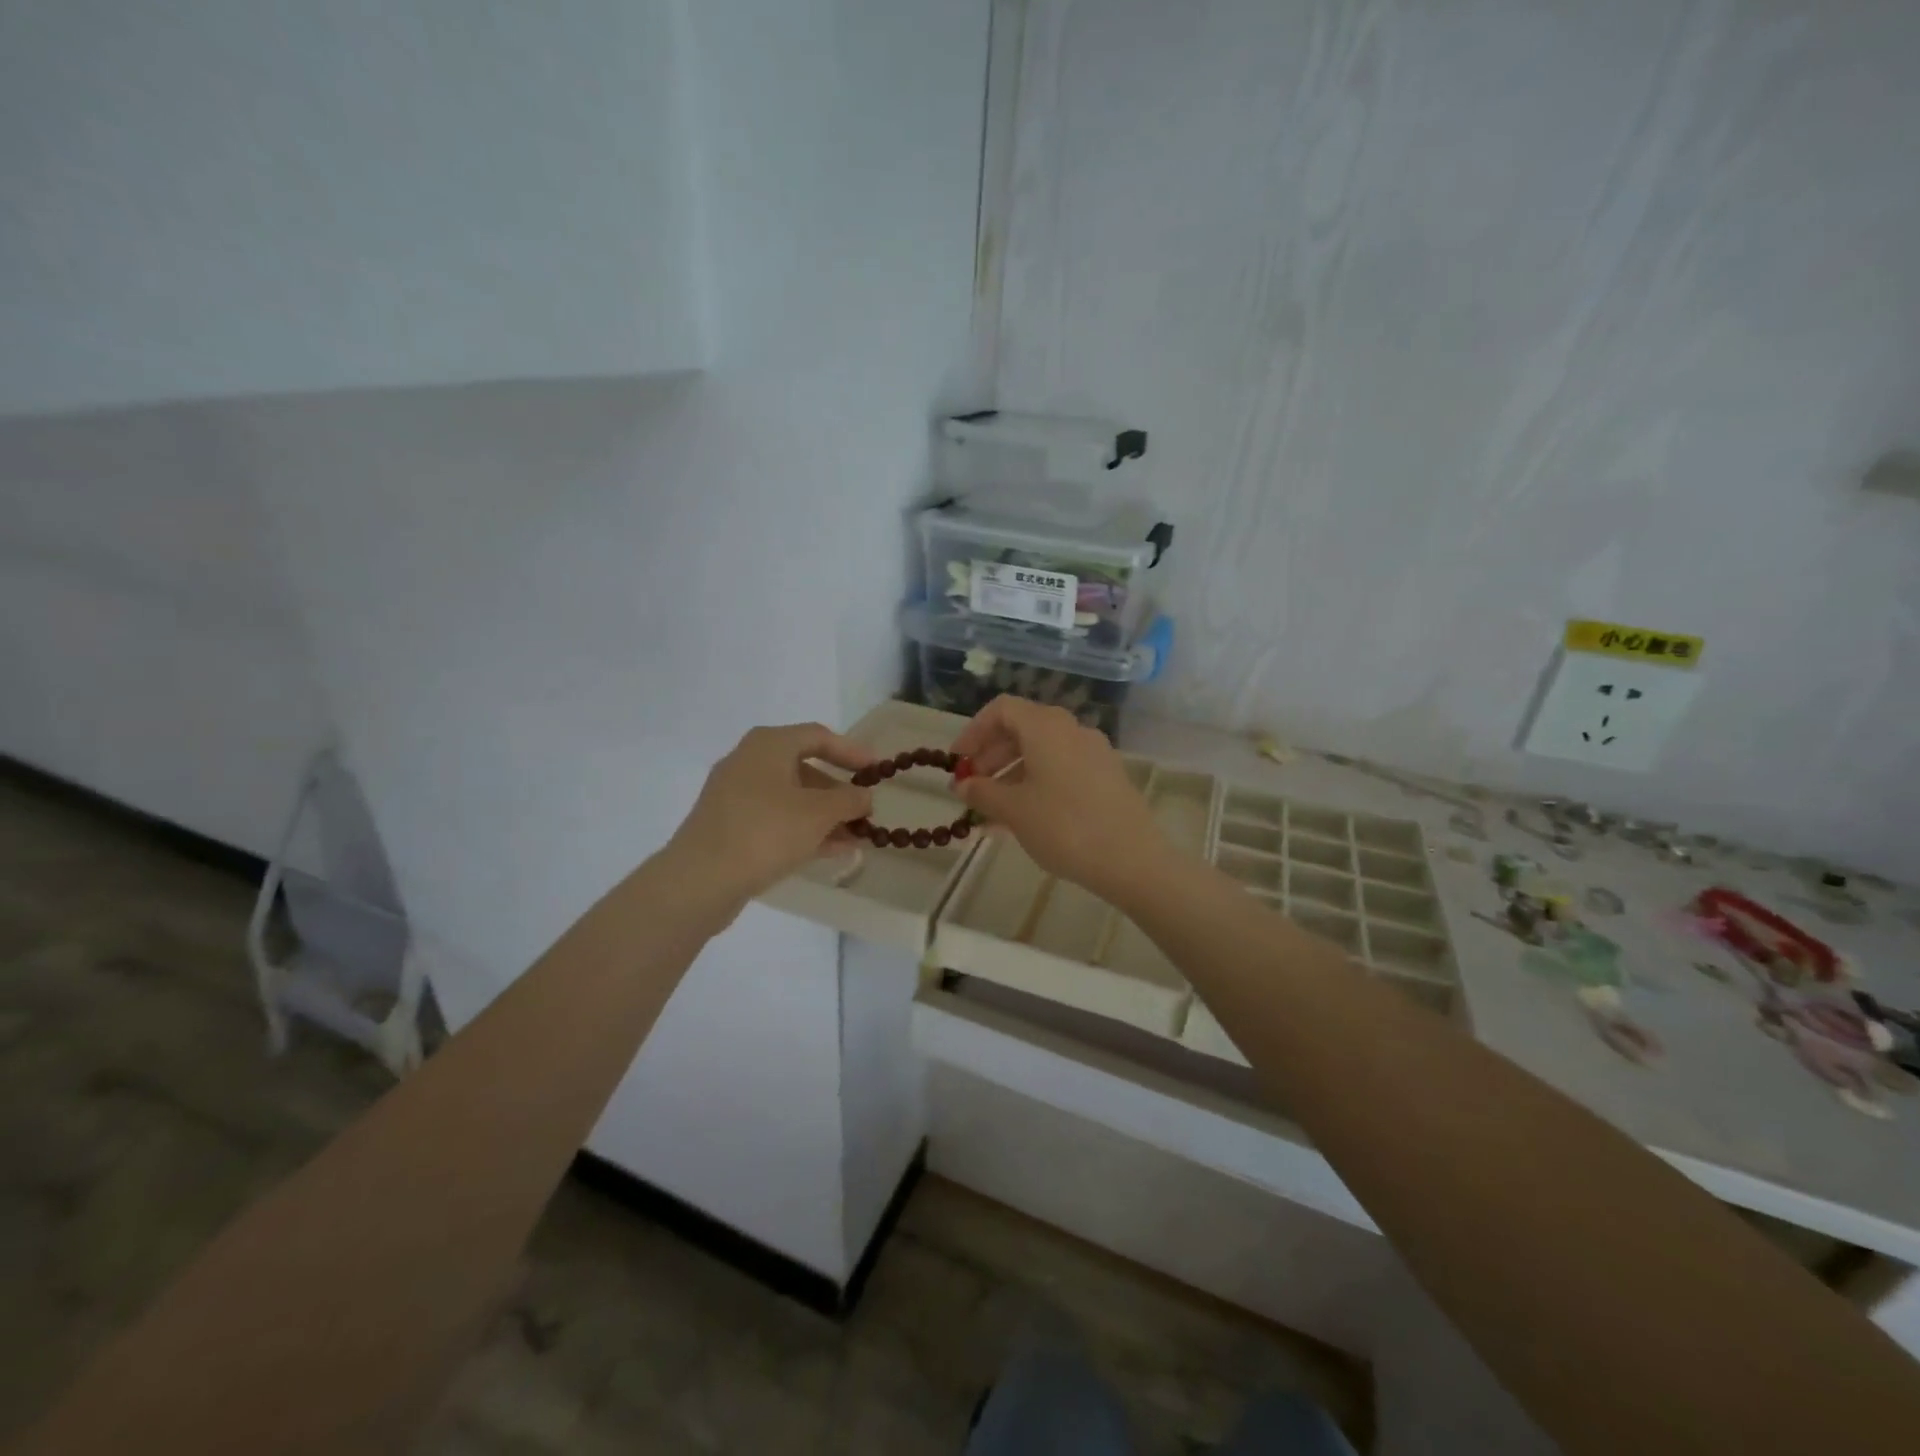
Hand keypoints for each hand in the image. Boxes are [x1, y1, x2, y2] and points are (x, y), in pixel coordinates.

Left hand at [668, 723, 876, 899]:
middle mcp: (749, 762)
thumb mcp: (819, 813)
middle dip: (839, 791)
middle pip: (804, 769)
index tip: (877, 770)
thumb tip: (864, 796)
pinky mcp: (730, 826)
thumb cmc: (766, 831)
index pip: (818, 736)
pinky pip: (776, 820)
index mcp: (768, 745)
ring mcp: (736, 796)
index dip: (851, 751)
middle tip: (866, 810)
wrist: (700, 880)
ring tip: (857, 837)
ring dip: (826, 815)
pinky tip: (832, 850)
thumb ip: (849, 800)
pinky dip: (804, 829)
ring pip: (791, 798)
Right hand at [949, 696, 1174, 902]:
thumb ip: (982, 792)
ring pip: (1041, 753)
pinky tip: (1022, 819)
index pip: (1001, 709)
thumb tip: (963, 784)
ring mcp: (1094, 753)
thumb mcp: (1014, 810)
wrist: (1132, 859)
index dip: (973, 732)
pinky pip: (1061, 770)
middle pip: (1022, 729)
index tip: (957, 762)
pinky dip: (1036, 785)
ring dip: (1011, 775)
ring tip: (990, 812)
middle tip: (971, 787)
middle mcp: (1072, 730)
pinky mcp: (1107, 777)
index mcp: (1046, 726)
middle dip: (991, 756)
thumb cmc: (1064, 826)